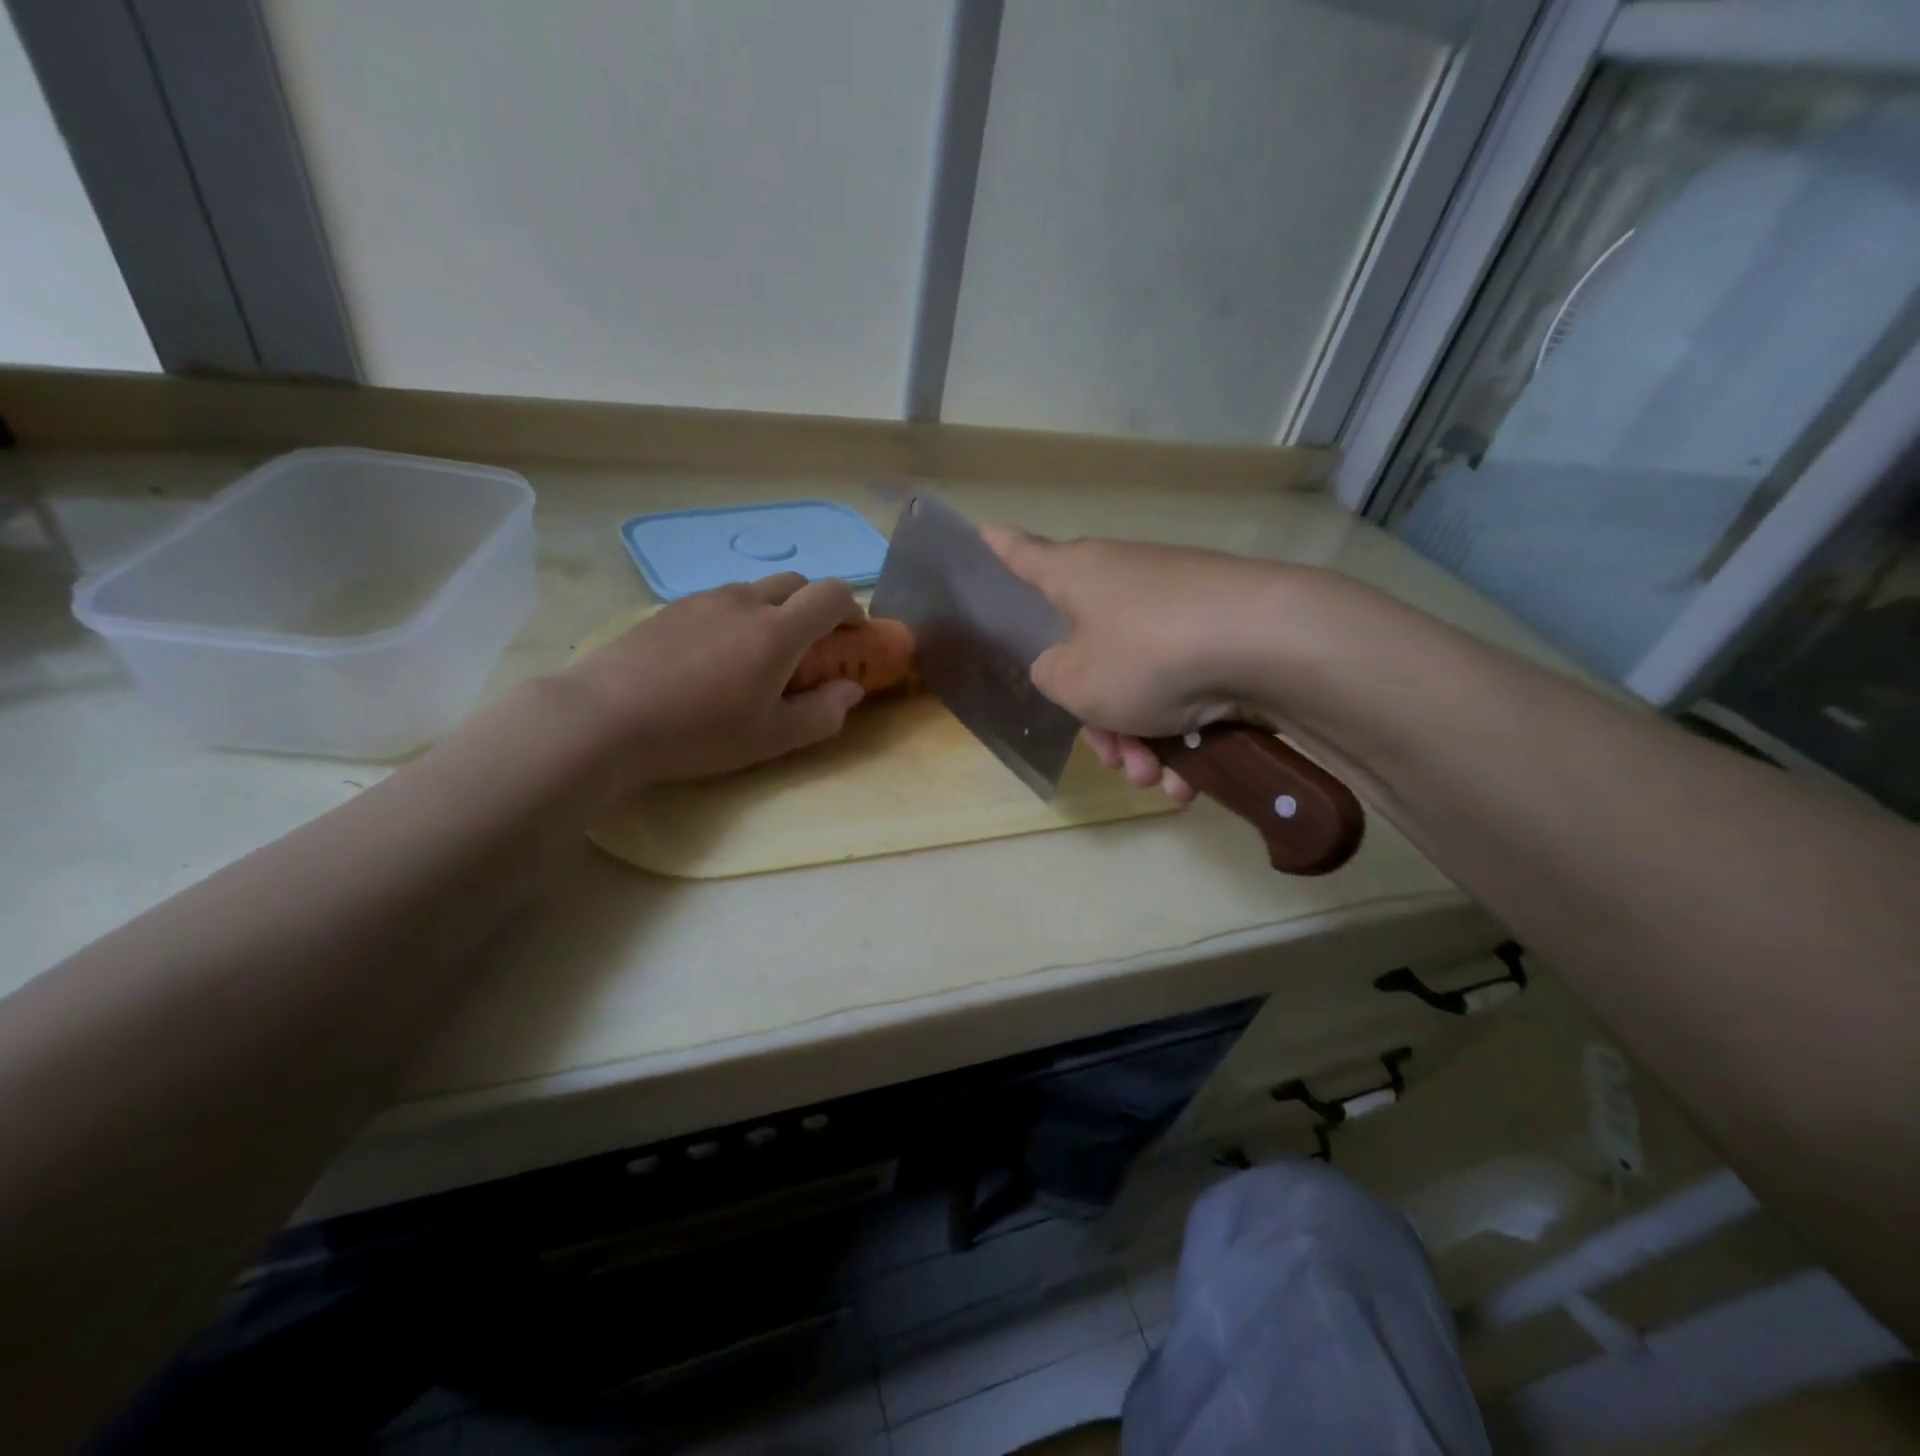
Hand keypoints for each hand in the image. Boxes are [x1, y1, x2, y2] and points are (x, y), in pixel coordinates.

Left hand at [559, 573, 866, 787]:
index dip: (852, 610)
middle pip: (796, 583)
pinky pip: (719, 602)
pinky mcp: (670, 608)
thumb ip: (823, 713)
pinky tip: (713, 658)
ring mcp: (703, 600)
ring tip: (757, 657)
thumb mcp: (773, 738)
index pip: (832, 594)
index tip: (853, 637)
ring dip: (773, 612)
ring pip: (755, 591)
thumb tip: (851, 690)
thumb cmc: (700, 732)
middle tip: (809, 649)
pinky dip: (736, 618)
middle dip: (814, 608)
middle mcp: (745, 601)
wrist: (604, 718)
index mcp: (778, 631)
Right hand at [982, 527, 1291, 802]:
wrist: (1268, 645)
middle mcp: (1125, 582)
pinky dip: (1182, 736)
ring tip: (1156, 780)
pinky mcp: (1221, 636)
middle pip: (1090, 655)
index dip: (1002, 549)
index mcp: (1078, 576)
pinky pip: (1183, 691)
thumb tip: (1064, 667)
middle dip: (1100, 722)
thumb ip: (1051, 676)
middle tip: (1116, 760)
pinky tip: (1188, 781)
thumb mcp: (1073, 681)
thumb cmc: (1146, 655)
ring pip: (1139, 685)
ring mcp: (1177, 608)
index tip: (985, 531)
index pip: (1025, 556)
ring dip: (1141, 742)